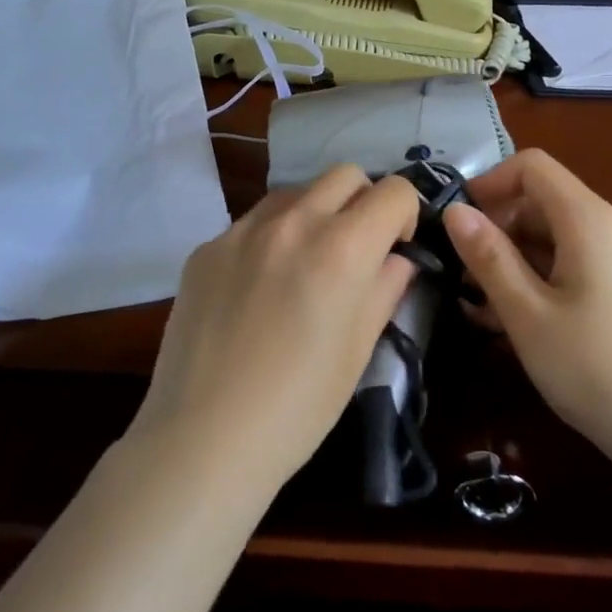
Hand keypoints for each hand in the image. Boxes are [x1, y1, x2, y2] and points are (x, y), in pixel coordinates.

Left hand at [130, 165, 419, 498]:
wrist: (205, 437)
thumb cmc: (299, 405)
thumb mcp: (359, 349)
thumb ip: (385, 289)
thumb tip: (395, 259)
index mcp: (341, 248)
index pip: (393, 191)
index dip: (405, 213)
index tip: (396, 247)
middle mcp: (292, 223)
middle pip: (344, 175)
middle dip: (363, 202)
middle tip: (357, 249)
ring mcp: (241, 231)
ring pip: (294, 192)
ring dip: (315, 212)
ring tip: (307, 263)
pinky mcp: (206, 249)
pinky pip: (251, 223)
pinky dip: (271, 237)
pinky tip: (259, 288)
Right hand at [441, 150, 611, 456]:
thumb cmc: (594, 367)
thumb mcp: (527, 313)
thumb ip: (488, 257)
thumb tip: (454, 209)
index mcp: (586, 219)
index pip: (532, 166)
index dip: (489, 182)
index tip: (456, 222)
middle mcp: (605, 228)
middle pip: (539, 200)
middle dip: (494, 226)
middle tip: (460, 272)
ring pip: (549, 237)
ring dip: (508, 259)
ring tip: (475, 304)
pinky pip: (566, 265)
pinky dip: (533, 279)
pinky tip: (507, 321)